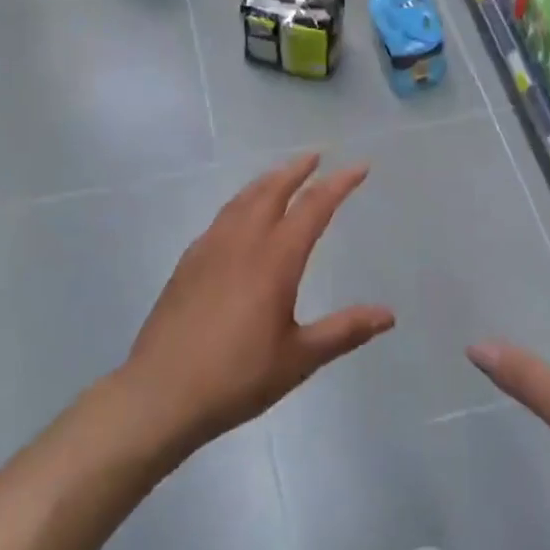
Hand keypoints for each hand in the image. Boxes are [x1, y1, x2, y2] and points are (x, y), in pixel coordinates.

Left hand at [118, 153, 395, 452]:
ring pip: (241, 200)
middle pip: (271, 191)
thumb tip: (388, 314)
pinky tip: (240, 219)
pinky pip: (221, 219)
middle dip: (296, 170)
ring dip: (266, 182)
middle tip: (316, 156)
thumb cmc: (237, 377)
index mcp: (274, 261)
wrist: (161, 393)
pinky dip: (241, 204)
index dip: (338, 184)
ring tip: (281, 176)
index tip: (360, 166)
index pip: (313, 208)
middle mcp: (241, 243)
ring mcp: (208, 250)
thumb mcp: (299, 358)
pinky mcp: (187, 264)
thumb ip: (344, 331)